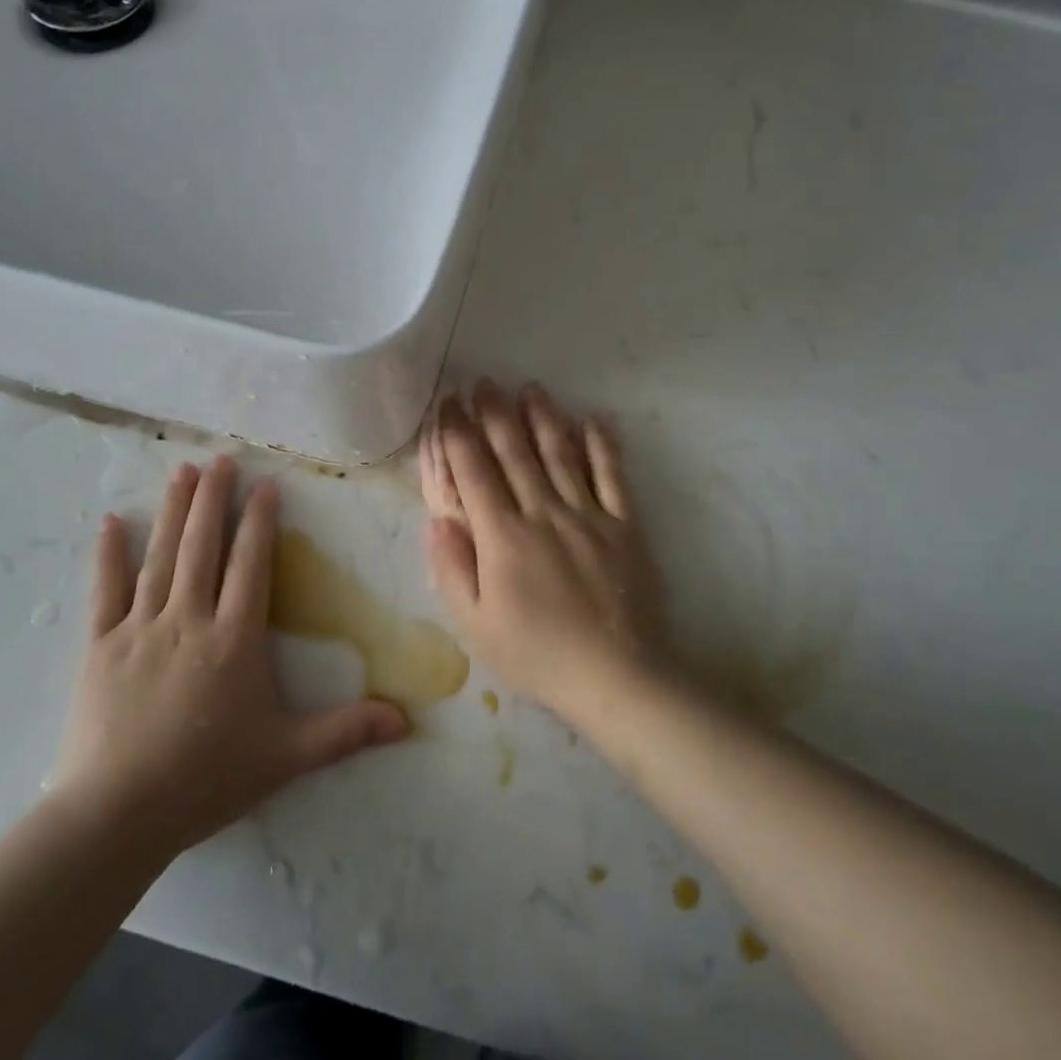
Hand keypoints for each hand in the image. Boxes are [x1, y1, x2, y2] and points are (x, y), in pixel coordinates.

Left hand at [51, 457, 408, 856]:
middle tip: (221, 457)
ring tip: (182, 471)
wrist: (117, 817)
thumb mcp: (287, 756)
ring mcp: (140, 628)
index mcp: (235, 637)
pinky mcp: (100, 647)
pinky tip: (112, 521)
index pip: (251, 563)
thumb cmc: (207, 779)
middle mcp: (189, 619)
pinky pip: (105, 591)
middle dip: (215, 498)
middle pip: (204, 545)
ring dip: (174, 511)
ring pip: (161, 556)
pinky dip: (108, 555)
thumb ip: (346, 731)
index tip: (265, 484)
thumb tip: (408, 719)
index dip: (260, 521)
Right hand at [421, 381, 665, 717]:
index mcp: (502, 535)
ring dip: (544, 417)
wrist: (616, 678)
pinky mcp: (624, 525)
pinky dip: (604, 445)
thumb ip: (451, 569)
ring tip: (531, 388)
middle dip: (495, 413)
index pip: (474, 471)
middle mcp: (543, 511)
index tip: (449, 404)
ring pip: (561, 453)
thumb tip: (435, 518)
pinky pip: (613, 475)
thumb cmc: (537, 655)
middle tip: (484, 381)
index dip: (458, 434)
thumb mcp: (475, 626)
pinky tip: (595, 419)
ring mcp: (588, 514)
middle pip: (515, 451)